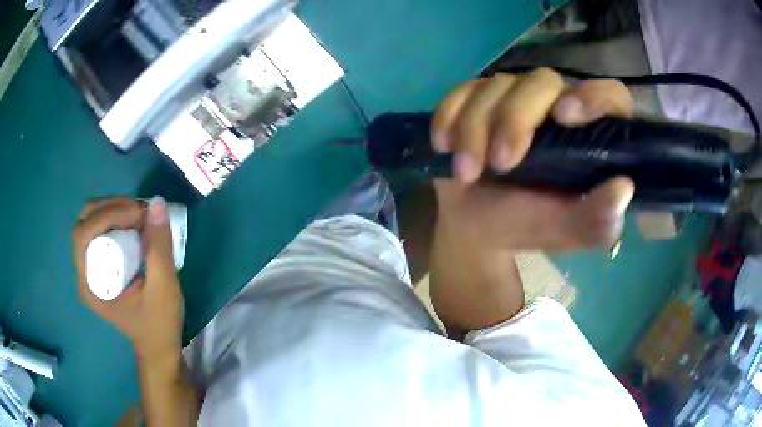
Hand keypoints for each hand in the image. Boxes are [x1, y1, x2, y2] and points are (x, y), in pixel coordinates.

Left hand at [72, 197, 184, 359]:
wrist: (158, 347)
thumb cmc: (159, 324)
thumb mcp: (163, 287)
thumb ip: (159, 247)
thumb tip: (156, 203)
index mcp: (90, 284)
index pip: (84, 233)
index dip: (108, 214)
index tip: (140, 214)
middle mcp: (83, 273)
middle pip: (84, 221)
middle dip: (110, 207)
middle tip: (139, 211)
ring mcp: (89, 269)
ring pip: (90, 221)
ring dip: (112, 210)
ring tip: (138, 216)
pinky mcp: (98, 266)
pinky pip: (98, 231)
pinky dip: (114, 218)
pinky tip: (133, 224)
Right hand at [431, 69, 634, 250]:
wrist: (475, 224)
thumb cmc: (525, 225)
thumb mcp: (564, 230)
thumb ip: (596, 219)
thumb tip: (623, 189)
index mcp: (590, 135)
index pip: (609, 97)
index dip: (593, 97)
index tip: (565, 117)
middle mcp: (555, 104)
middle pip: (542, 81)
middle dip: (515, 119)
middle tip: (499, 164)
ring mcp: (514, 96)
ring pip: (496, 85)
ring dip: (475, 128)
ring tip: (466, 173)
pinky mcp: (477, 98)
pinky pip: (461, 91)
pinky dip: (449, 116)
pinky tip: (444, 145)